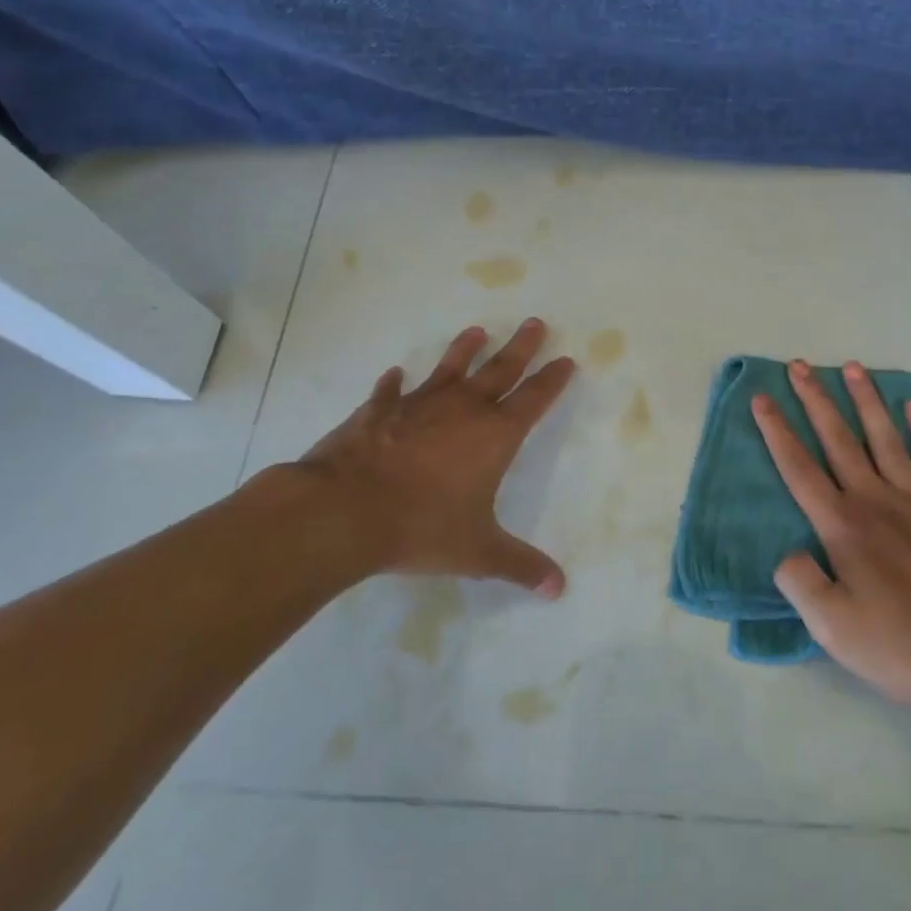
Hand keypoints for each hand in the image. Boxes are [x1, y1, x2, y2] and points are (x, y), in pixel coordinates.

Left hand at [270, 319, 575, 597]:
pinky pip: (391, 392)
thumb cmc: (421, 528)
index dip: (552, 380)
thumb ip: (520, 566)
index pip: (534, 400)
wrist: (344, 511)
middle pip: (500, 370)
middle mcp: (462, 410)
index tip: (566, 359)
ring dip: (464, 349)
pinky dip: (394, 384)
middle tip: (535, 322)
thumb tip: (559, 588)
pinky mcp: (378, 411)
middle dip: (521, 347)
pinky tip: (395, 374)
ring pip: (449, 369)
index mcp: (494, 436)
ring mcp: (418, 405)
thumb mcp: (478, 552)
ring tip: (476, 330)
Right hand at [754, 359, 910, 709]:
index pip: (799, 468)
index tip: (761, 398)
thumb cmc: (903, 644)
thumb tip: (785, 553)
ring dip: (865, 400)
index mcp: (842, 525)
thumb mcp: (834, 629)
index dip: (776, 431)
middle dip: (815, 400)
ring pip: (883, 436)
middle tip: (798, 366)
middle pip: (837, 439)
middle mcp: (874, 499)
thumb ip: (800, 584)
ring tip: (851, 367)